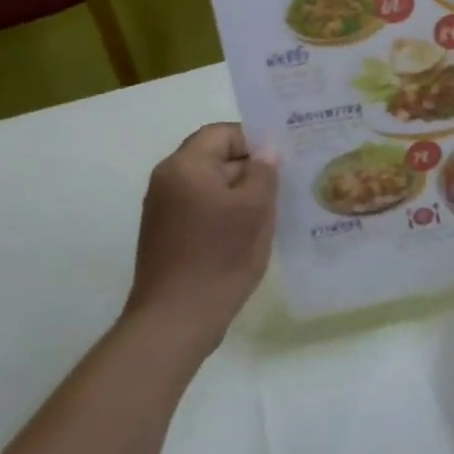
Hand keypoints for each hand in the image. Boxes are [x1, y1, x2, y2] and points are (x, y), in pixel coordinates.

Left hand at [127, 123, 278, 351]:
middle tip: (287, 182)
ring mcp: (165, 211)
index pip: (222, 134)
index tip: (284, 158)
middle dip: (252, 168)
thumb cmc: (219, 256)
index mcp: (185, 167)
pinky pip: (204, 210)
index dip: (254, 139)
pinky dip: (228, 214)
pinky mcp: (169, 237)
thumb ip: (264, 172)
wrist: (176, 320)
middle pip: (216, 158)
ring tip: (275, 209)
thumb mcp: (254, 208)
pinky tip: (252, 233)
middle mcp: (168, 182)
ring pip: (212, 187)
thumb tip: (266, 152)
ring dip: (243, 194)